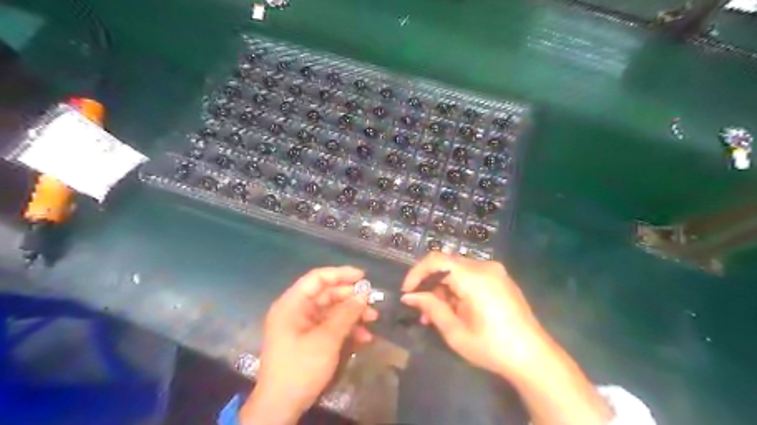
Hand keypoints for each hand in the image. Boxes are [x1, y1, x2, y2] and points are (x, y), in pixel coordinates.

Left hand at [240, 268, 375, 422]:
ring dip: (352, 314)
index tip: (363, 277)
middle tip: (373, 302)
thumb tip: (364, 294)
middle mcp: (297, 310)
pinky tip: (364, 337)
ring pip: (332, 310)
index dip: (341, 274)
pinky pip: (330, 326)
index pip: (317, 278)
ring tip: (373, 318)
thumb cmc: (300, 368)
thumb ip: (346, 314)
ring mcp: (303, 325)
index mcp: (292, 304)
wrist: (280, 407)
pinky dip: (347, 329)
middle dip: (351, 298)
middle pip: (327, 294)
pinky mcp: (310, 339)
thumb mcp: (326, 339)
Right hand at [399, 252, 546, 377]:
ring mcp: (495, 271)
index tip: (407, 292)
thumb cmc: (492, 347)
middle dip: (430, 285)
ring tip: (436, 315)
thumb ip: (431, 308)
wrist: (534, 357)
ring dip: (443, 289)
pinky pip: (471, 276)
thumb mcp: (455, 331)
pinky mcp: (500, 279)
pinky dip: (458, 288)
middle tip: (421, 310)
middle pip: (446, 265)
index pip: (436, 260)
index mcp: (473, 277)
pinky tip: (455, 309)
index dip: (416, 273)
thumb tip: (409, 297)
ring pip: (457, 271)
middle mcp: (484, 266)